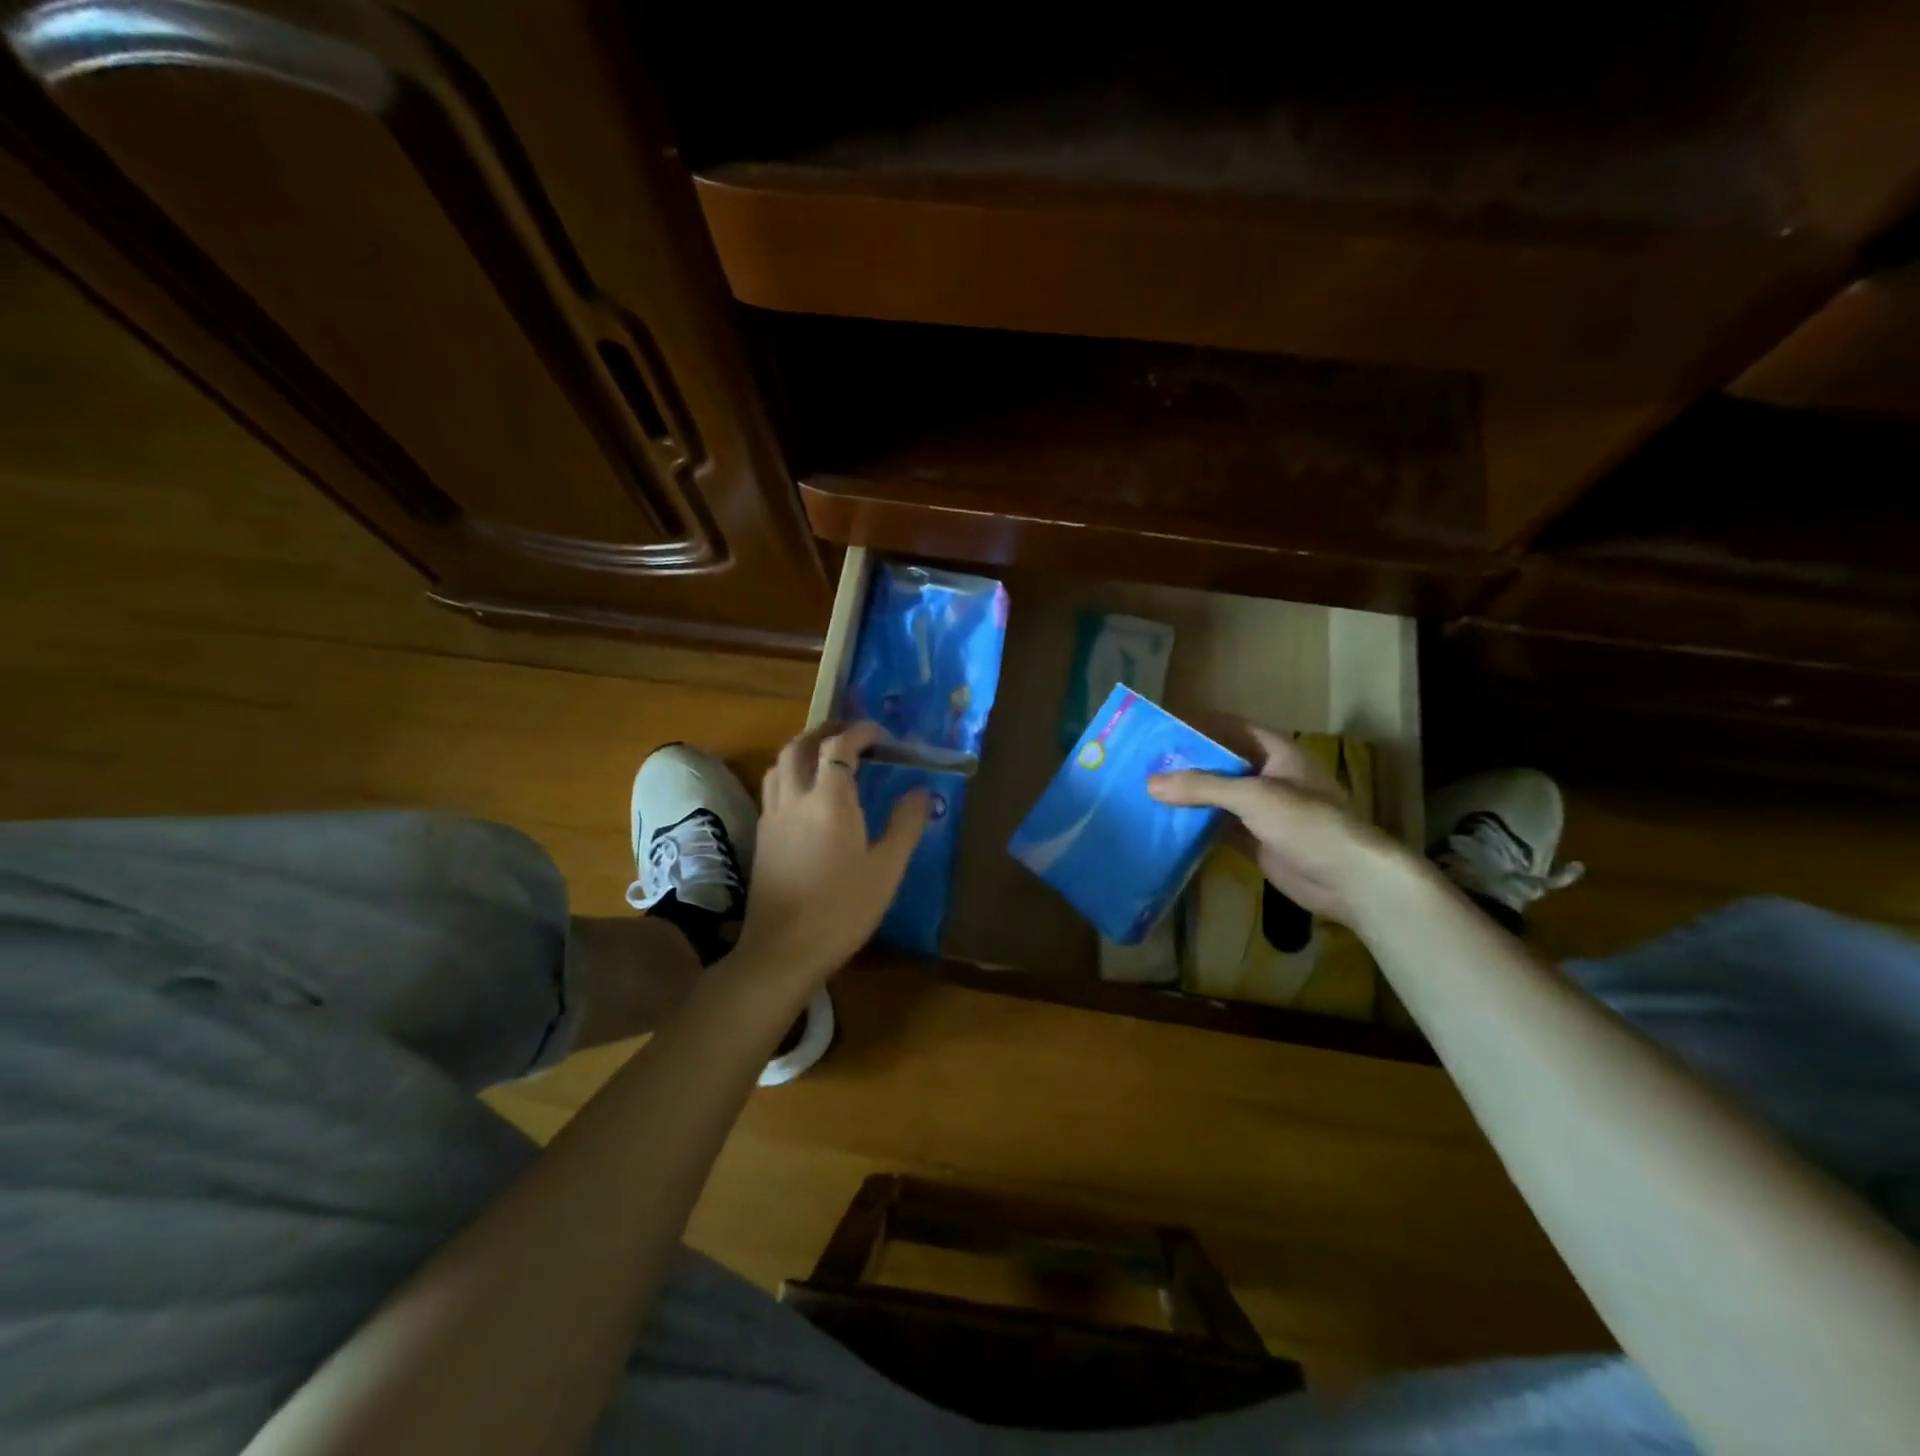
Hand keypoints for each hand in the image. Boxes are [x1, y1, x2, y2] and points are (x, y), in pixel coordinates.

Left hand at [736, 721, 929, 984]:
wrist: (783, 950)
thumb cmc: (842, 910)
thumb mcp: (886, 870)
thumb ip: (905, 826)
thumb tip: (922, 792)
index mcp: (830, 801)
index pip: (839, 748)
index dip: (859, 732)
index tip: (879, 733)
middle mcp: (795, 799)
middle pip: (800, 746)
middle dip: (825, 731)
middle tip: (850, 734)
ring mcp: (772, 817)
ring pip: (779, 764)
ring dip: (802, 749)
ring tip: (824, 757)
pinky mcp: (761, 837)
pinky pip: (772, 788)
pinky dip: (789, 774)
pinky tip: (804, 795)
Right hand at [1148, 723, 1408, 923]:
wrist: (1349, 879)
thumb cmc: (1307, 823)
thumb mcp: (1253, 796)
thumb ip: (1201, 787)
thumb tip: (1150, 782)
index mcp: (1276, 752)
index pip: (1231, 727)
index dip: (1199, 724)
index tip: (1161, 727)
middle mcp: (1268, 775)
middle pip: (1221, 762)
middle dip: (1186, 762)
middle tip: (1143, 762)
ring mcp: (1263, 810)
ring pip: (1218, 796)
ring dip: (1188, 796)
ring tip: (1146, 791)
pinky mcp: (1257, 839)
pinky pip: (1219, 826)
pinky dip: (1196, 825)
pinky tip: (1165, 824)